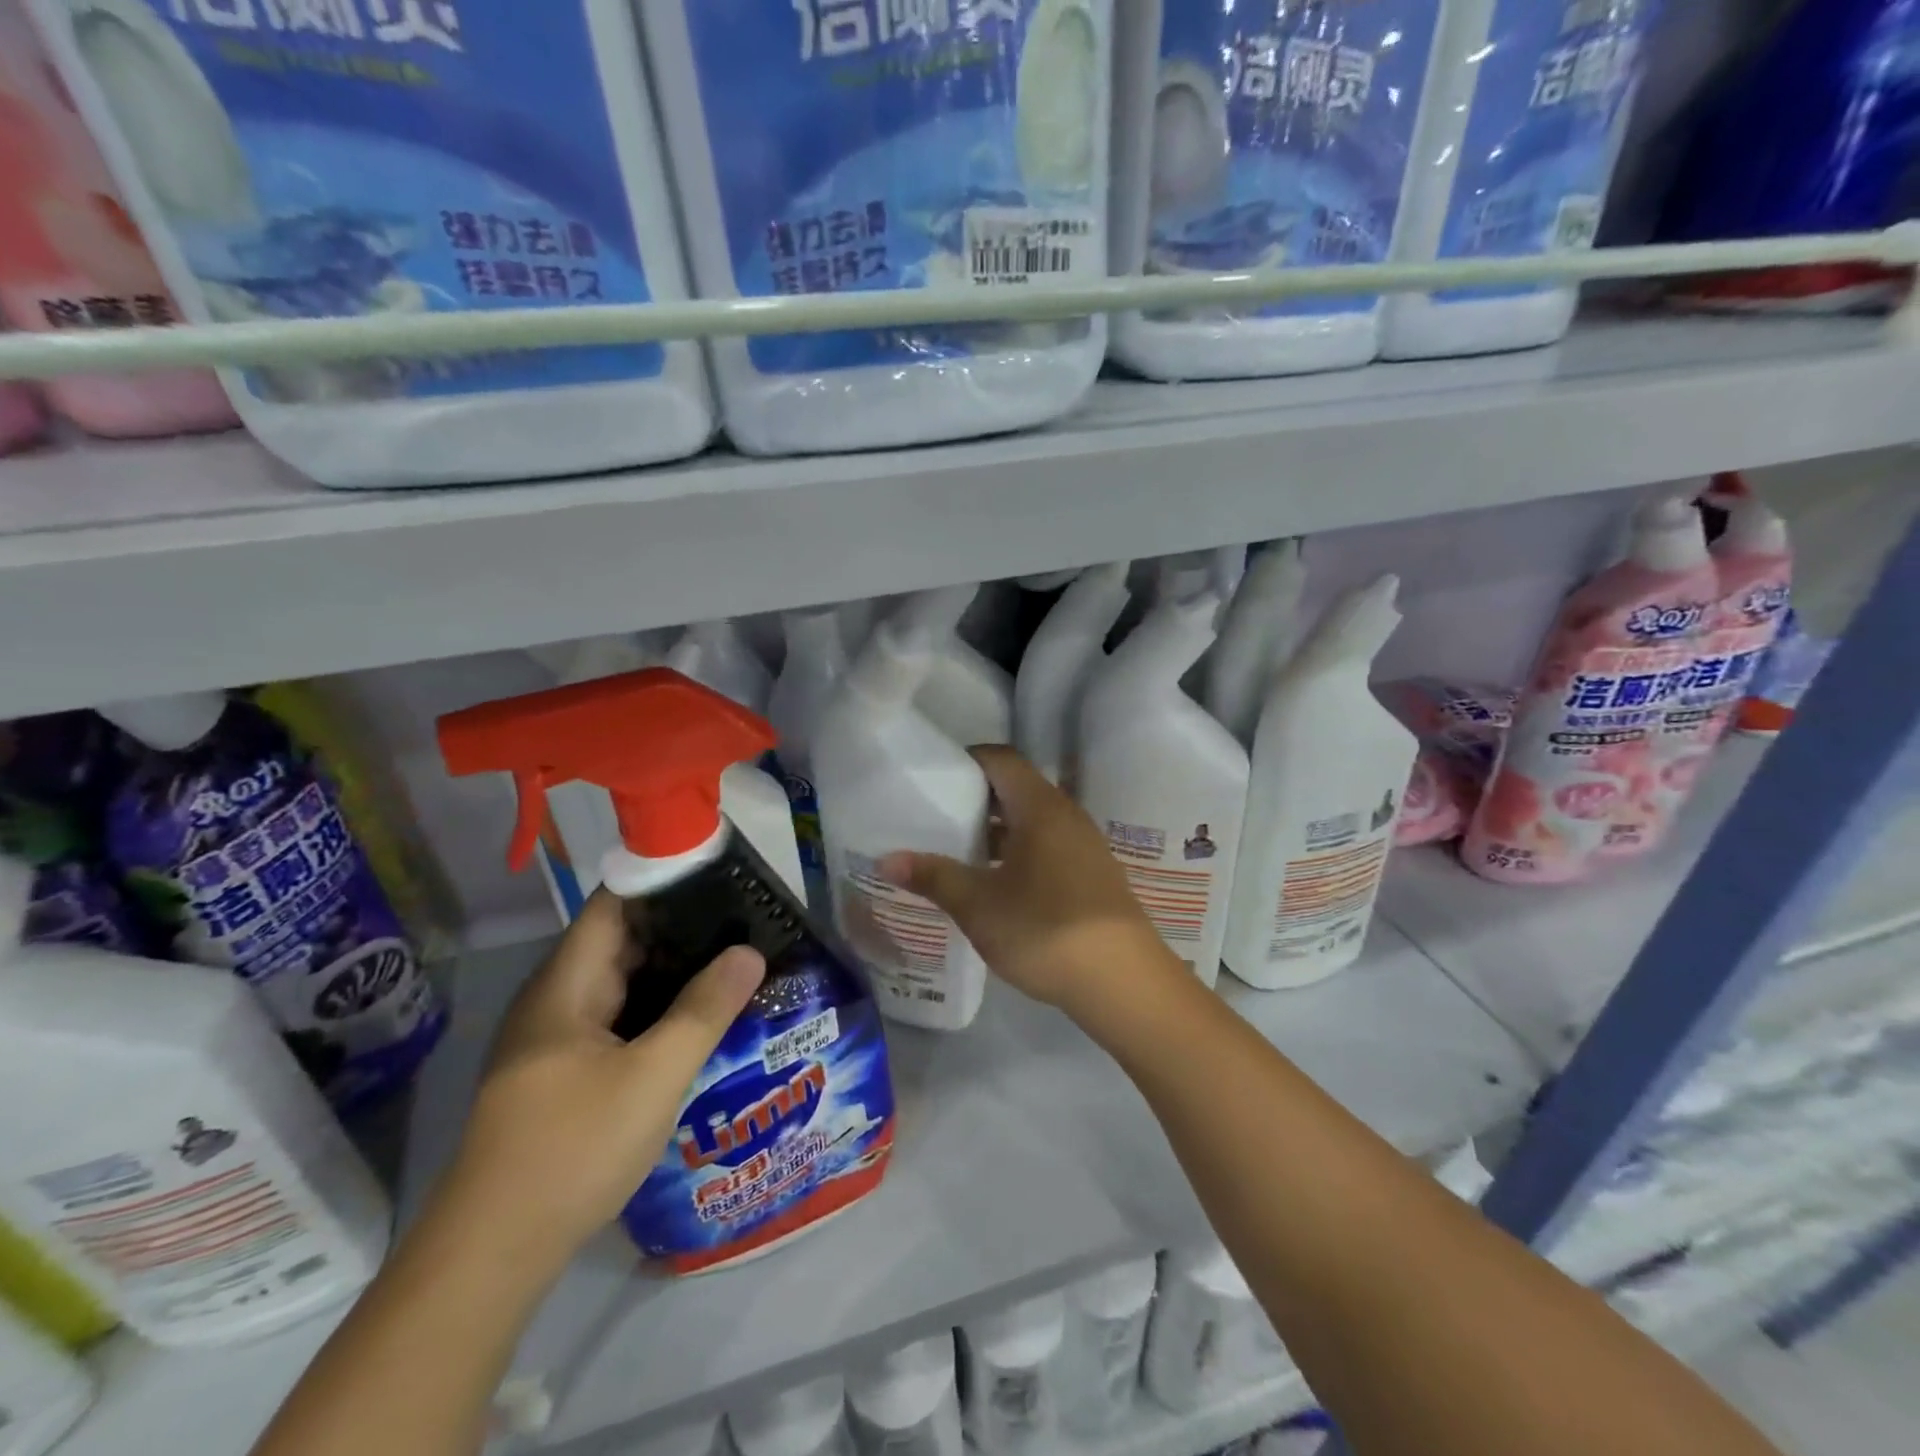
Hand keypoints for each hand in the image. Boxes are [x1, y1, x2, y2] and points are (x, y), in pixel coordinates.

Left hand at [440, 891, 764, 1267]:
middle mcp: (557, 1001)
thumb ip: (704, 1010)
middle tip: (745, 921)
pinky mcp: (564, 1073)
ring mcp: (557, 1039)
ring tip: (735, 961)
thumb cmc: (572, 1150)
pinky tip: (699, 1018)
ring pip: (623, 985)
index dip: (664, 882)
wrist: (492, 1256)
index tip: (720, 876)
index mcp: (565, 986)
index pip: (615, 904)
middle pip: (622, 942)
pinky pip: (619, 1020)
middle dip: (682, 928)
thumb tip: (749, 951)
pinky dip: (658, 1009)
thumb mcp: (653, 1077)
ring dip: (674, 972)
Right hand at [878, 746, 1177, 1017]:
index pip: (1001, 759)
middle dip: (975, 799)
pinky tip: (997, 884)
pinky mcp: (1092, 874)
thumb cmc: (1046, 931)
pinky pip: (1048, 846)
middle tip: (936, 817)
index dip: (966, 761)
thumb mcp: (980, 906)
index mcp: (1041, 807)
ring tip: (958, 851)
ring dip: (997, 830)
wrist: (1124, 982)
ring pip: (1033, 820)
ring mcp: (1084, 845)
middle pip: (1016, 788)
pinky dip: (1019, 852)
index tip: (932, 779)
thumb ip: (934, 877)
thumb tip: (887, 860)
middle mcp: (1067, 815)